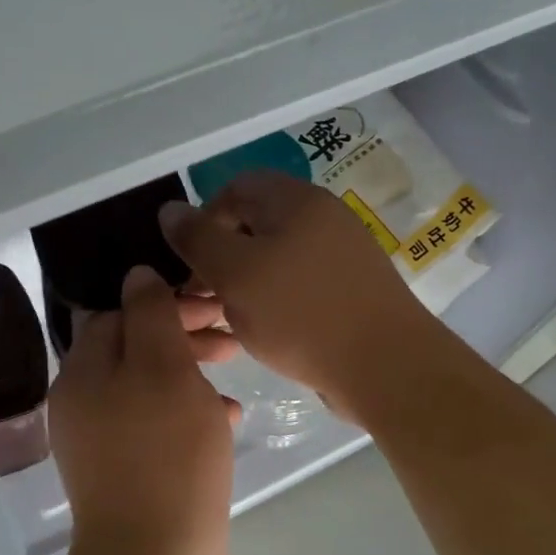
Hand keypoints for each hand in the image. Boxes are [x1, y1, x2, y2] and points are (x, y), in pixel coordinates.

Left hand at [49, 266, 237, 554]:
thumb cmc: (164, 454)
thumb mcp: (163, 368)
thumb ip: (150, 314)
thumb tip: (137, 275)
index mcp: (81, 372)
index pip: (118, 313)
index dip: (165, 302)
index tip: (212, 305)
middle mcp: (83, 403)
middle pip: (133, 348)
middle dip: (181, 335)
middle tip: (229, 337)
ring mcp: (102, 442)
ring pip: (149, 386)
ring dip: (190, 372)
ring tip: (231, 372)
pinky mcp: (127, 473)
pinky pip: (157, 425)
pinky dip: (189, 413)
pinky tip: (227, 419)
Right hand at [158, 171, 441, 421]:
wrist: (386, 367)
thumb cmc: (301, 314)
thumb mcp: (235, 273)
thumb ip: (196, 238)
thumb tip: (169, 209)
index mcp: (296, 201)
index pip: (236, 187)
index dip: (204, 219)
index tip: (190, 262)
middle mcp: (323, 217)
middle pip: (256, 221)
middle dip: (221, 255)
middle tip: (203, 296)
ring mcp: (342, 253)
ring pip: (276, 255)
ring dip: (244, 281)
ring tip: (228, 318)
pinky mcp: (351, 288)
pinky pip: (299, 281)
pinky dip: (274, 298)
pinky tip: (264, 331)